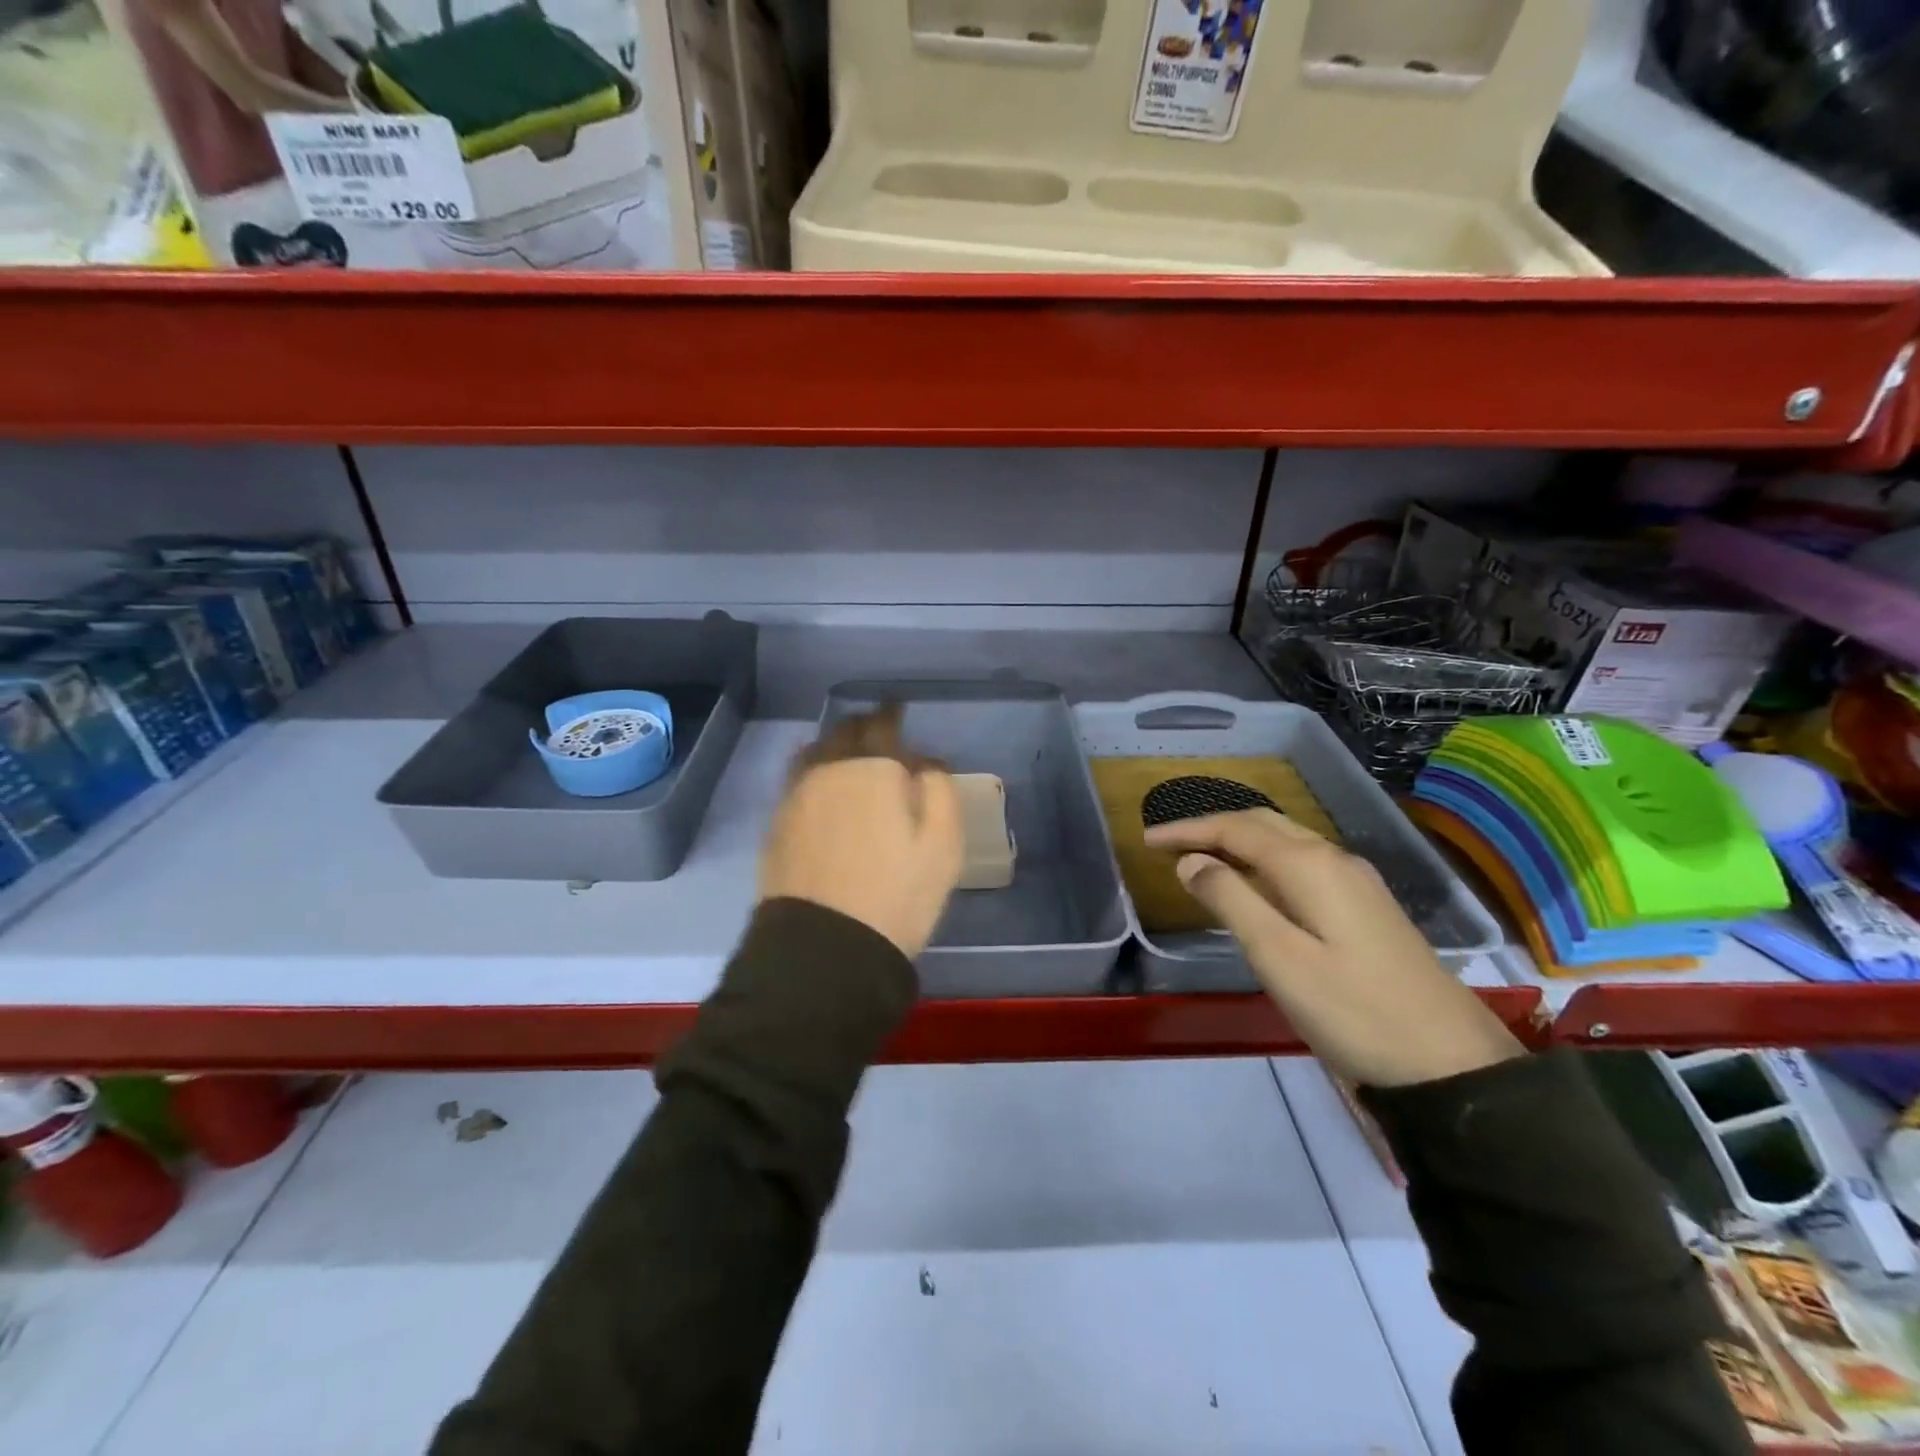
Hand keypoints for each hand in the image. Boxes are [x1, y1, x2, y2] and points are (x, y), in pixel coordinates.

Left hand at [760, 706, 963, 958]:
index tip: (898, 710)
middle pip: (843, 734)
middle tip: (877, 731)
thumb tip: (923, 763)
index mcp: (872, 769)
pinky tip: (821, 790)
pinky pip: (796, 784)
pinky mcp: (776, 827)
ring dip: (833, 747)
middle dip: (862, 727)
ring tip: (846, 755)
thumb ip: (938, 790)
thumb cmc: (898, 895)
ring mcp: (795, 798)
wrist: (826, 949)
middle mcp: (828, 771)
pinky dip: (813, 776)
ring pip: (814, 755)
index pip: (881, 725)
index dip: (892, 714)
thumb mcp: (943, 845)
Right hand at [1144, 809, 1522, 1087]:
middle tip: (1169, 844)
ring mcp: (1357, 883)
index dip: (1189, 831)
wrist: (1451, 1065)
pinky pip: (1303, 864)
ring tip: (1202, 858)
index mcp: (1311, 866)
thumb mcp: (1278, 958)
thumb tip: (1191, 863)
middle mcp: (1335, 860)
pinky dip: (1265, 862)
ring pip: (1287, 841)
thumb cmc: (1354, 1011)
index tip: (1148, 841)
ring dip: (1240, 841)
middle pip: (1264, 824)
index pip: (1236, 829)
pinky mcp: (1367, 908)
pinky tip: (1255, 886)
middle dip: (1213, 827)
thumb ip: (1230, 901)